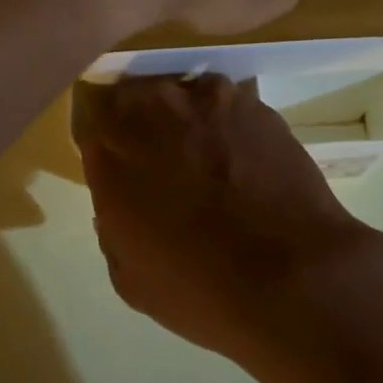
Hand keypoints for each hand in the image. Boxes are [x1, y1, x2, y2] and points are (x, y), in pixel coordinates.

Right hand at [78, 73, 382, 365]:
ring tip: (204, 149)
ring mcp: (203, 100)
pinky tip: (240, 151)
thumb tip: (120, 203)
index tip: (122, 168)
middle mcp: (149, 112)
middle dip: (138, 120)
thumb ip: (114, 226)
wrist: (289, 276)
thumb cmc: (199, 289)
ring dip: (182, 114)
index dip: (108, 149)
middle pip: (131, 98)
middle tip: (159, 154)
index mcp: (109, 154)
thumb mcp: (130, 277)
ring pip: (178, 93)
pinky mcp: (250, 102)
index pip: (92, 130)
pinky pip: (224, 101)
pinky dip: (225, 119)